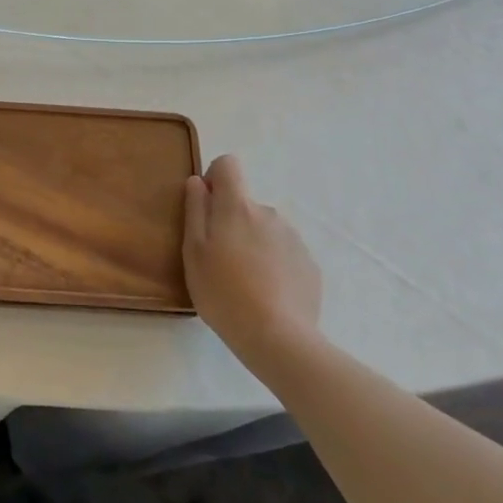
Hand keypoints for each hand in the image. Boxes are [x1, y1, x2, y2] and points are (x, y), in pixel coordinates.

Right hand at [182, 154, 322, 356]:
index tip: (206, 207)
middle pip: (244, 203)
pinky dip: (273, 264)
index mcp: (237, 207)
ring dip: (252, 244)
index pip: (228, 164)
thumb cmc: (223, 292)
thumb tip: (198, 182)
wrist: (278, 337)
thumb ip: (195, 211)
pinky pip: (283, 253)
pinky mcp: (309, 264)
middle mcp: (268, 213)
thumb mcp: (193, 251)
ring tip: (244, 282)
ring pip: (264, 229)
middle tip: (219, 260)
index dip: (214, 178)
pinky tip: (266, 294)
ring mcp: (293, 238)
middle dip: (231, 222)